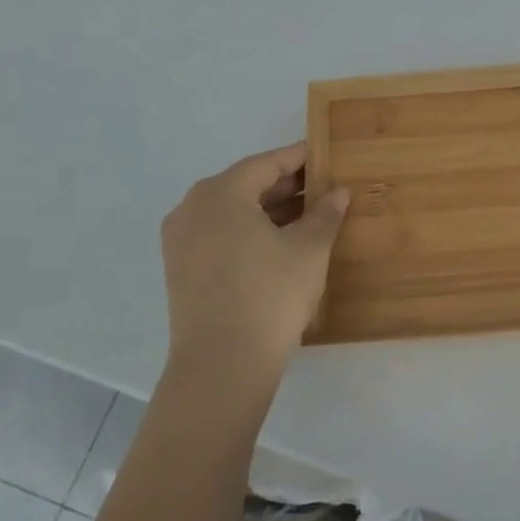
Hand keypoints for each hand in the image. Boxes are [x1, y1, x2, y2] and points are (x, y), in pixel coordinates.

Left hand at [160, 143, 348, 388]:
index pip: (266, 164)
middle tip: (324, 189)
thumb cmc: (270, 294)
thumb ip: (325, 214)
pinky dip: (249, 232)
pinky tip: (280, 245)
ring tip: (309, 218)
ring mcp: (181, 241)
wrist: (223, 364)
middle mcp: (192, 209)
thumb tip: (338, 193)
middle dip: (286, 187)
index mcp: (221, 194)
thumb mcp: (309, 249)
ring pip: (232, 212)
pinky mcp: (182, 270)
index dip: (300, 159)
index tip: (326, 156)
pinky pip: (220, 235)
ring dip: (269, 211)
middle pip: (245, 185)